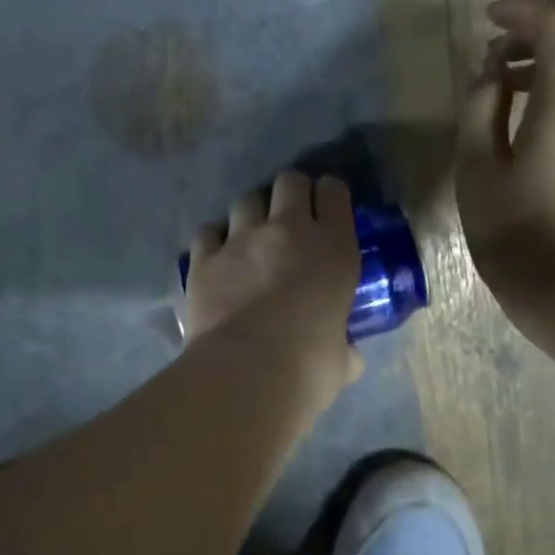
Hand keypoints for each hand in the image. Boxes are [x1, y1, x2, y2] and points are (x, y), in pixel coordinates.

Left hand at [182, 172, 362, 400]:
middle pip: (289, 181)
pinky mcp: (204, 257)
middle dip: (291, 194)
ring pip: (246, 200)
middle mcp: (289, 231)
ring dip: (252, 215)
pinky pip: (208, 231)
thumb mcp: (342, 357)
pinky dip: (214, 240)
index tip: (327, 211)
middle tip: (290, 220)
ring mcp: (242, 239)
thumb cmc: (308, 367)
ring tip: (251, 240)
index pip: (334, 192)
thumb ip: (345, 347)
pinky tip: (217, 258)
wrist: (246, 373)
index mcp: (334, 248)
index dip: (330, 196)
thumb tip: (349, 356)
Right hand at [455, 0, 554, 291]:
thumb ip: (481, 110)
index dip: (526, 9)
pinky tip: (528, 142)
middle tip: (488, 69)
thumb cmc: (517, 233)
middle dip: (530, 45)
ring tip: (501, 106)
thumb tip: (493, 74)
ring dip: (543, 79)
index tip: (489, 20)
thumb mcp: (478, 171)